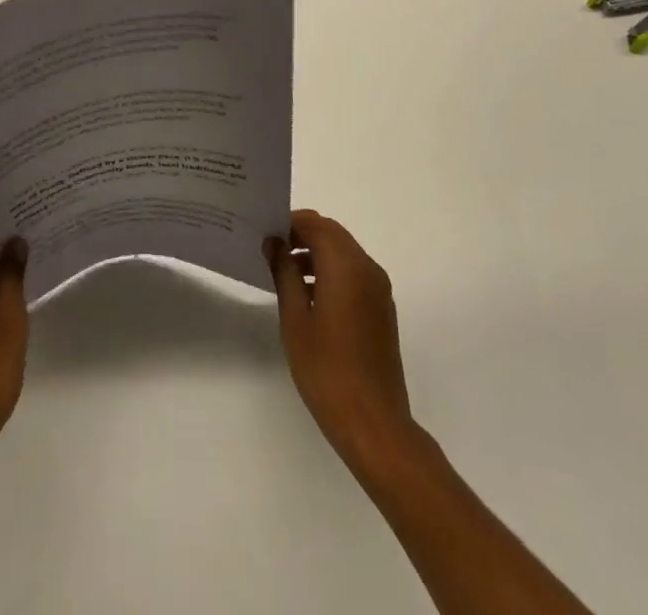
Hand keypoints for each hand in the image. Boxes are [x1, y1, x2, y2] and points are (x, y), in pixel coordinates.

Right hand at [266, 209, 417, 476]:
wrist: (373, 423)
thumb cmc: (326, 370)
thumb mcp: (295, 319)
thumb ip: (284, 273)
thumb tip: (275, 242)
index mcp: (346, 265)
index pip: (316, 224)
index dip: (290, 222)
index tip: (265, 234)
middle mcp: (367, 268)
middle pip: (332, 234)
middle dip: (302, 236)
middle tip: (271, 251)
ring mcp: (378, 289)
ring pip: (344, 253)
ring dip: (316, 254)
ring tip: (284, 275)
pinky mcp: (381, 308)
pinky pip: (354, 273)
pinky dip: (331, 272)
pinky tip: (308, 297)